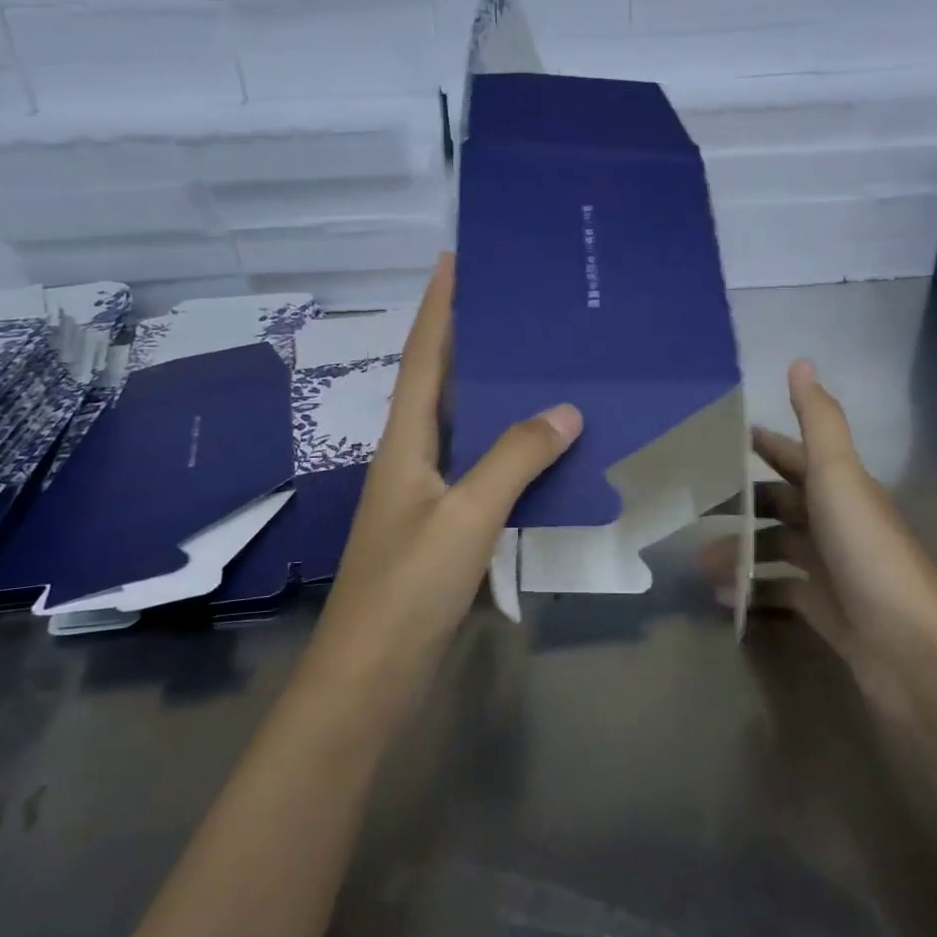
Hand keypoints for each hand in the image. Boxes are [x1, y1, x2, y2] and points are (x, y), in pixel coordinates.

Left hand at [307, 254, 582, 693]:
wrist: (371, 676)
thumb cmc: (408, 587)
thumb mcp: (465, 515)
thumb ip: (514, 459)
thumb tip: (565, 408)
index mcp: (404, 442)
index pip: (423, 358)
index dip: (438, 307)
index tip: (454, 260)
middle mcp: (411, 458)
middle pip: (440, 385)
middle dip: (469, 340)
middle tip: (514, 306)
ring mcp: (425, 496)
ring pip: (463, 428)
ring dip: (492, 395)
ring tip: (536, 363)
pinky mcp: (442, 529)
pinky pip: (480, 470)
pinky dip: (508, 450)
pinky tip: (541, 449)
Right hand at [701, 360, 936, 710]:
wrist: (912, 647)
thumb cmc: (868, 551)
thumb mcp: (839, 476)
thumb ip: (819, 421)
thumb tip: (801, 360)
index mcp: (841, 489)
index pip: (796, 457)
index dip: (765, 446)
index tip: (722, 441)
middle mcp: (838, 524)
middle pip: (781, 505)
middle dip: (740, 504)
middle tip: (693, 509)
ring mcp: (833, 570)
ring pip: (777, 549)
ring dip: (740, 551)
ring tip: (699, 563)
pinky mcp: (828, 611)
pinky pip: (781, 592)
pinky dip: (753, 590)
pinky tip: (724, 598)